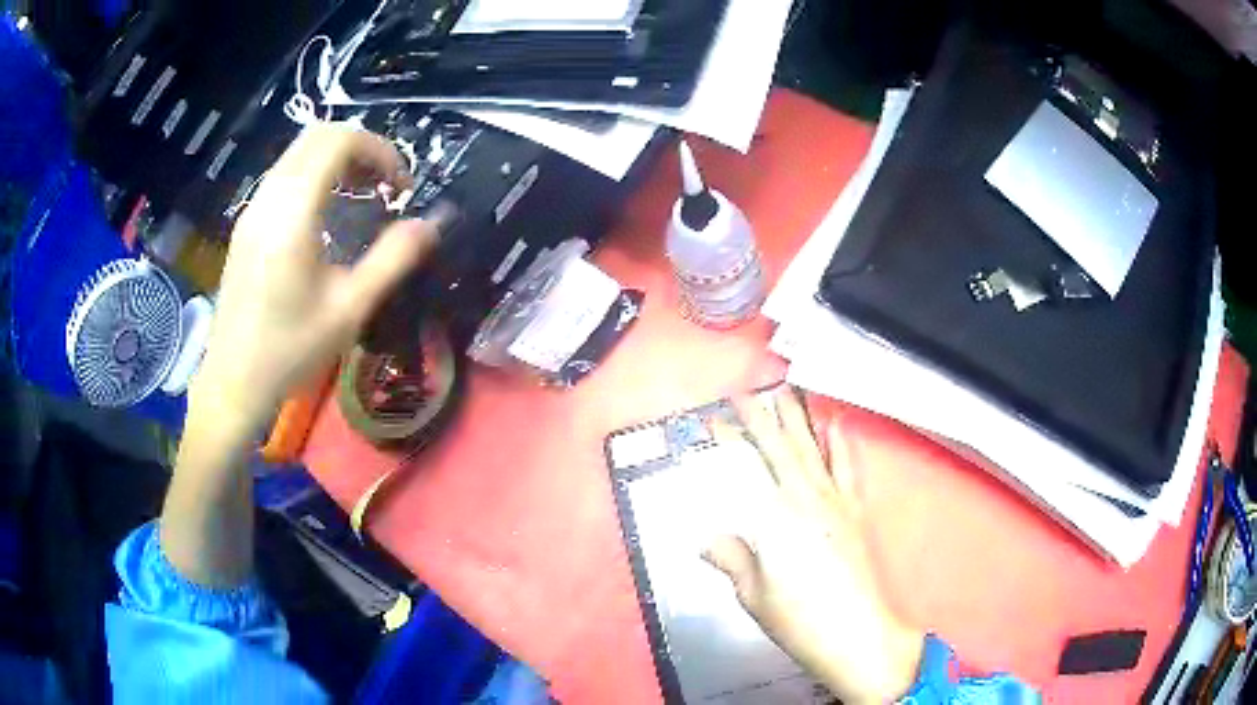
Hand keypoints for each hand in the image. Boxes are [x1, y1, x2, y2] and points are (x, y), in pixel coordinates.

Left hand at [192, 123, 439, 428]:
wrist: (234, 383)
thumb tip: (432, 223)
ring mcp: (252, 209)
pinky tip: (328, 214)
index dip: (380, 151)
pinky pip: (284, 175)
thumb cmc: (291, 350)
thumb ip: (393, 258)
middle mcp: (268, 198)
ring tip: (362, 196)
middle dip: (360, 148)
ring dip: (337, 160)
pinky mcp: (246, 225)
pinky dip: (314, 175)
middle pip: (317, 135)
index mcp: (293, 212)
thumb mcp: (350, 309)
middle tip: (385, 186)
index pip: (339, 141)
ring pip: (298, 153)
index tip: (401, 189)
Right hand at [704, 387, 924, 703]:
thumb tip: (709, 539)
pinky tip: (838, 424)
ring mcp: (837, 503)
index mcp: (777, 518)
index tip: (717, 418)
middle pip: (783, 449)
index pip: (749, 467)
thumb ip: (733, 559)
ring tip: (790, 391)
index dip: (732, 439)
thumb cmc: (799, 620)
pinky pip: (849, 468)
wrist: (859, 635)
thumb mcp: (754, 595)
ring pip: (815, 450)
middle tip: (750, 391)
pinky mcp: (857, 512)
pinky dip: (842, 443)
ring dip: (801, 419)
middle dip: (764, 417)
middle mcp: (807, 499)